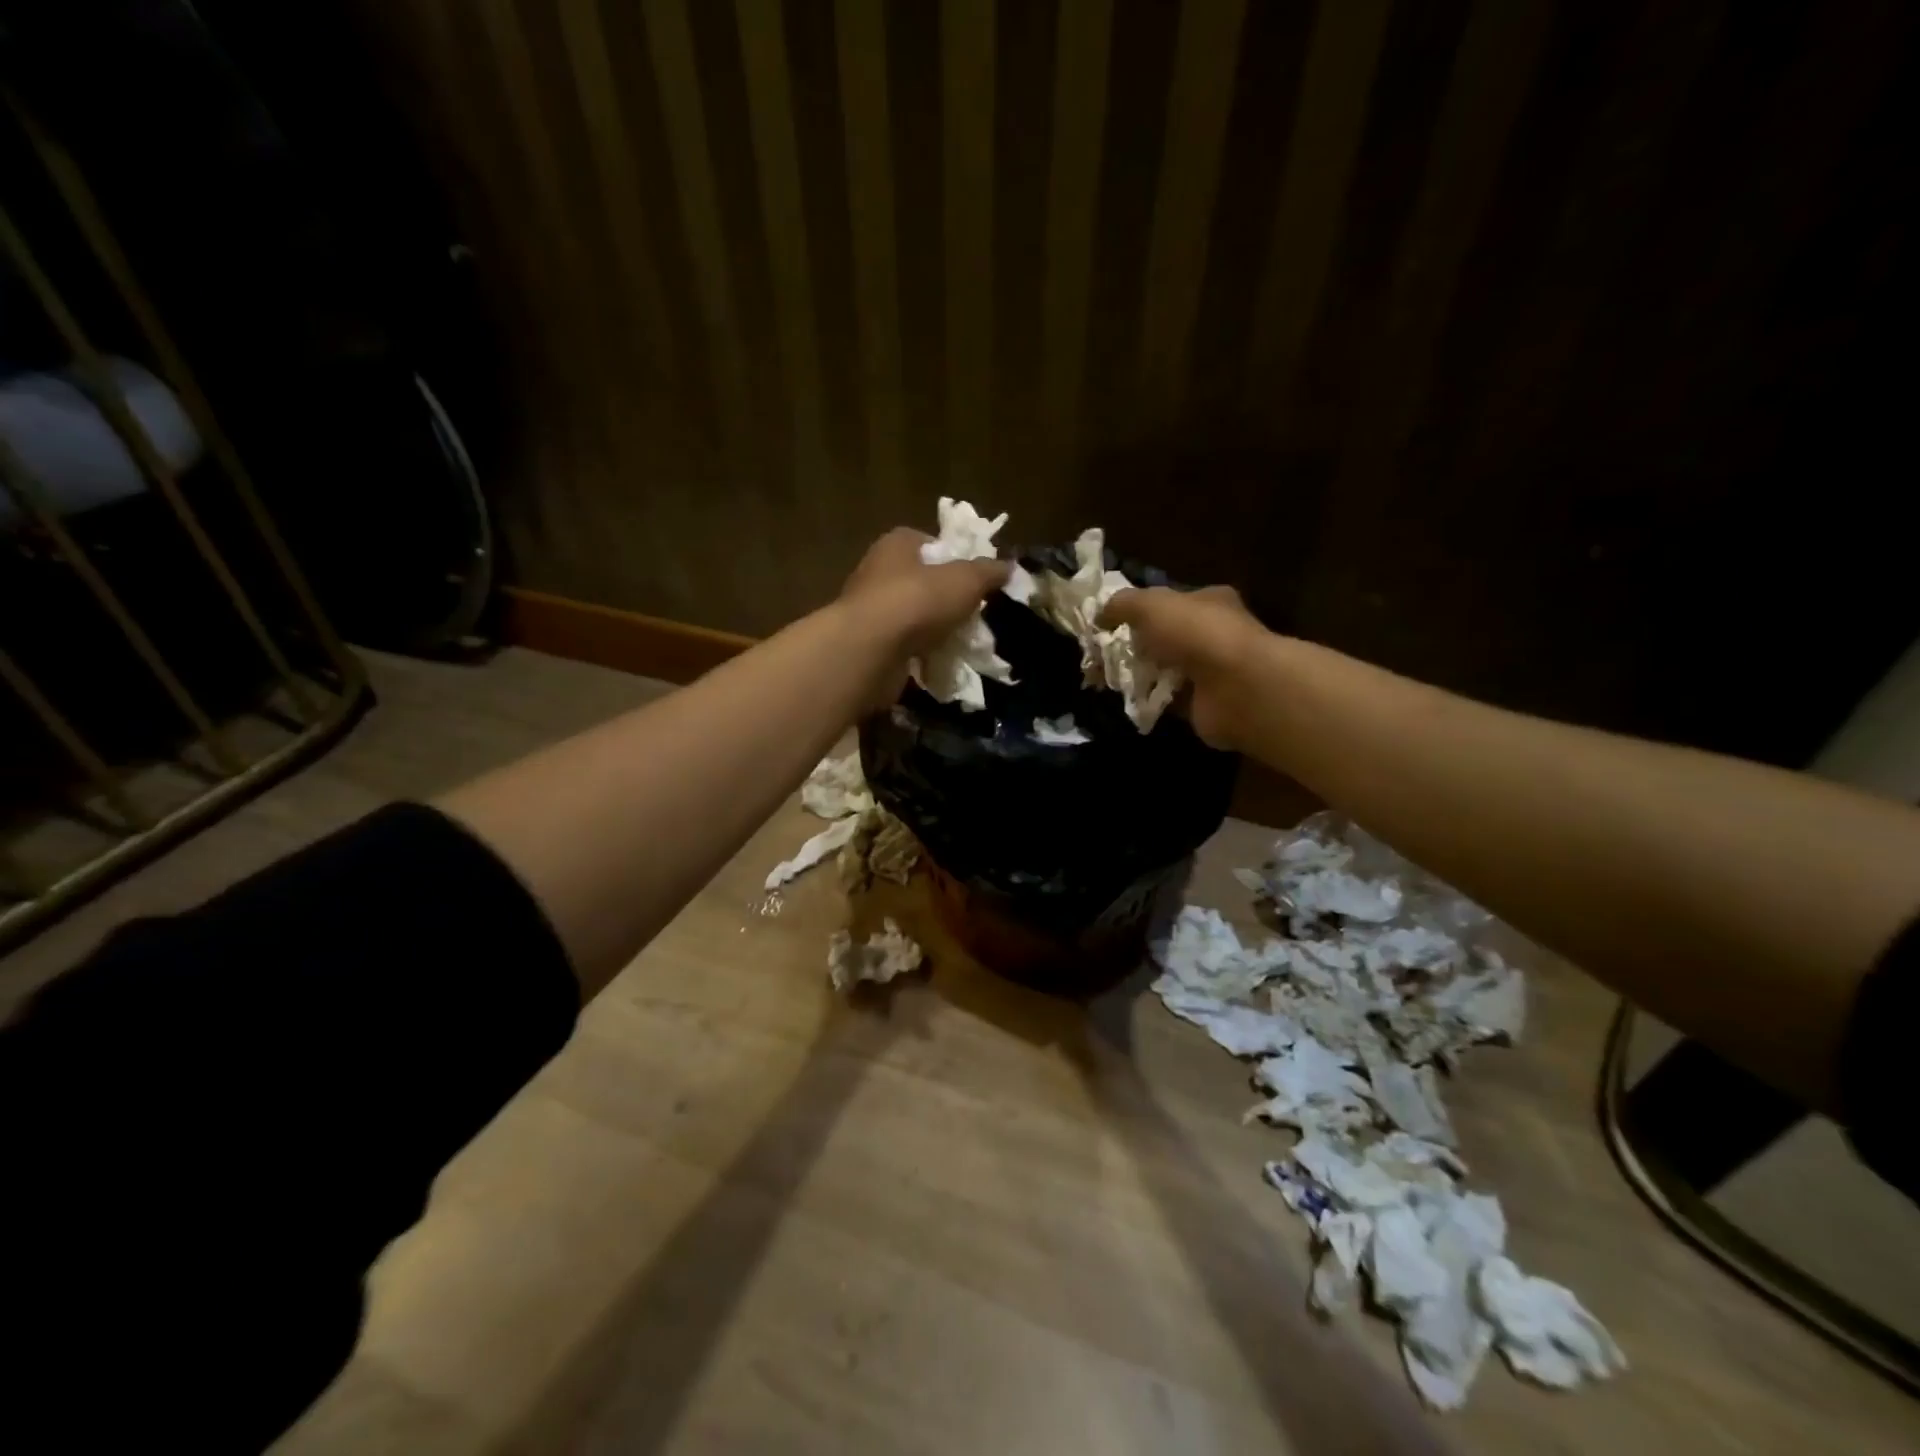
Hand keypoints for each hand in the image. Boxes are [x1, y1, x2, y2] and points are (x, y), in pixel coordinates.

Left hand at [839, 526, 1009, 702]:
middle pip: (922, 582)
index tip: (976, 578)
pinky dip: (922, 655)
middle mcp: (878, 572)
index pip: (928, 542)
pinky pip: (904, 647)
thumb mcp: (965, 580)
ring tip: (963, 643)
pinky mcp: (869, 646)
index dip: (954, 557)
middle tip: (975, 614)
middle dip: (948, 599)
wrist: (870, 651)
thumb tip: (1009, 567)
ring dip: (935, 630)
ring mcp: (871, 611)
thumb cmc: (917, 601)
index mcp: (896, 545)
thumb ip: (988, 572)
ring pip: (914, 617)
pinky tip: (942, 664)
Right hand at [1101, 585, 1264, 749]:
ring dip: (1137, 675)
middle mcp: (1212, 634)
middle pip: (1163, 638)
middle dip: (1132, 646)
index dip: (1138, 610)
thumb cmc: (1196, 634)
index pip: (1169, 602)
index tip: (1107, 624)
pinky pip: (1166, 701)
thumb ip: (1122, 604)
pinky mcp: (1203, 704)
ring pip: (1162, 670)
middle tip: (1100, 656)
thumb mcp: (1151, 605)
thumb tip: (1099, 614)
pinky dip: (1148, 701)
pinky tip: (1128, 701)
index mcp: (1208, 601)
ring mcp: (1210, 672)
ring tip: (1105, 680)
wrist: (1236, 688)